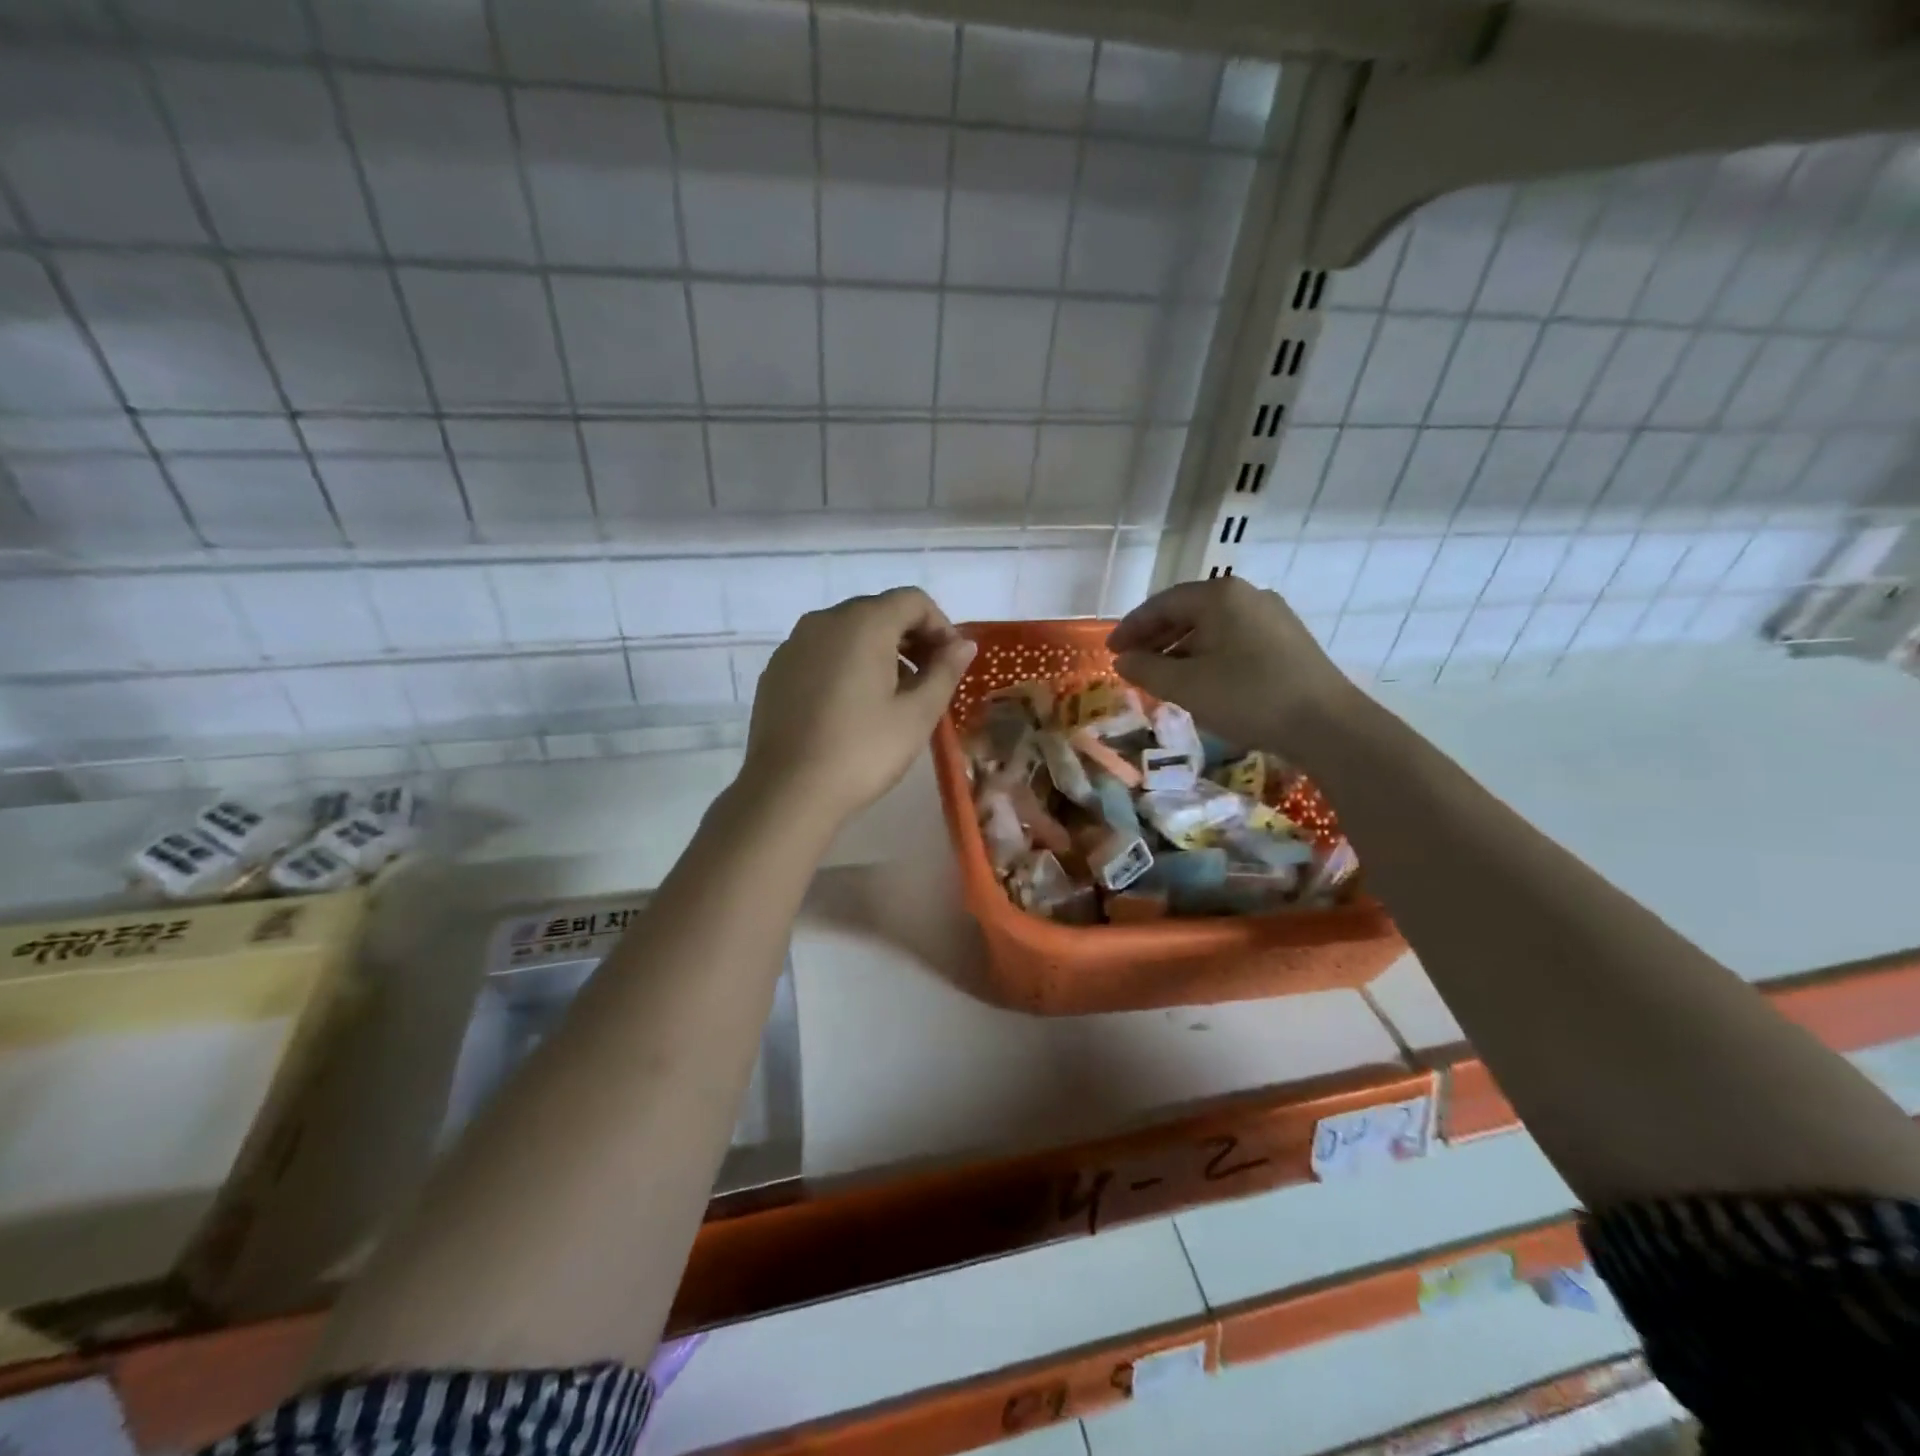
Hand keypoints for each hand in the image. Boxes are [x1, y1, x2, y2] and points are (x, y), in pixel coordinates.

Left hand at [741, 587, 976, 826]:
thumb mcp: (917, 715)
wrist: (787, 792)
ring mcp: (793, 645)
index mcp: (862, 623)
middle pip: (878, 611)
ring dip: (879, 652)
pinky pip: (821, 653)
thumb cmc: (862, 751)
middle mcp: (824, 621)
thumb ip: (944, 671)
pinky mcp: (776, 671)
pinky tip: (852, 707)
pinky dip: (846, 665)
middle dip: (910, 638)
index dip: (941, 626)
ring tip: (893, 697)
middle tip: (929, 680)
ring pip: (847, 632)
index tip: (951, 663)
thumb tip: (963, 644)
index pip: (913, 601)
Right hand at [1107, 577, 1355, 754]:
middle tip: (1132, 662)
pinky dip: (1207, 654)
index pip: (1162, 603)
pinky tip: (1200, 680)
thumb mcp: (1185, 686)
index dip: (1131, 628)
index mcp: (1220, 596)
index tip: (1111, 651)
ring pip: (1212, 626)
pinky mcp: (1287, 640)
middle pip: (1188, 611)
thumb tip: (1123, 660)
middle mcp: (1247, 595)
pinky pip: (1234, 639)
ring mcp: (1272, 616)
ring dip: (1180, 648)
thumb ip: (1146, 669)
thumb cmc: (1247, 697)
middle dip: (1155, 637)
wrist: (1326, 724)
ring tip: (1161, 675)